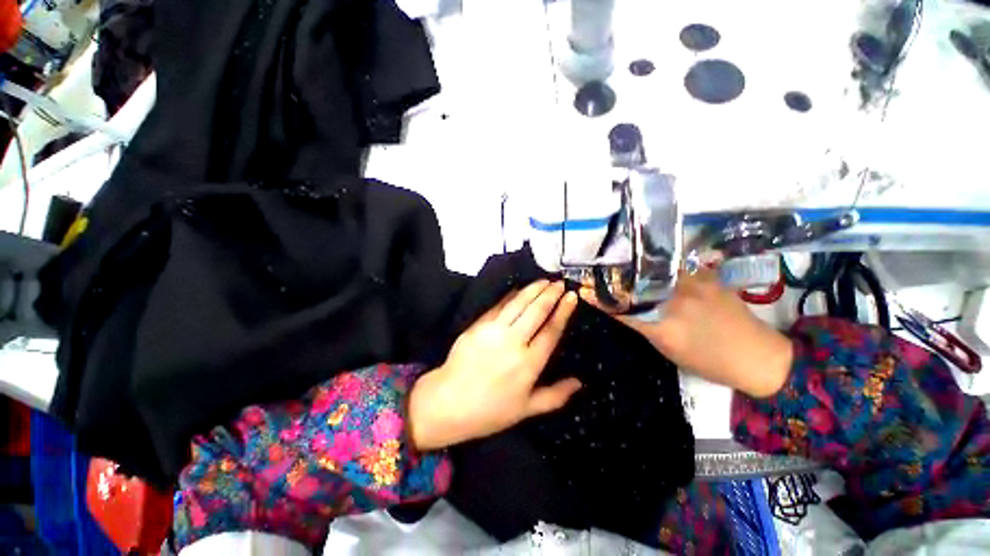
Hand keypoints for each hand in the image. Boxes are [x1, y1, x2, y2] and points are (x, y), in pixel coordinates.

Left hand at [409, 280, 581, 450]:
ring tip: (544, 280)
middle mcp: (514, 342)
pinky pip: (498, 306)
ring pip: (518, 304)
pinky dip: (511, 295)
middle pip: (536, 311)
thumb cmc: (490, 411)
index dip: (563, 311)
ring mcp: (493, 331)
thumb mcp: (526, 409)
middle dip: (550, 294)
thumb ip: (555, 396)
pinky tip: (519, 289)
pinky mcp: (478, 325)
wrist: (448, 402)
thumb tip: (579, 383)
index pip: (551, 330)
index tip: (572, 297)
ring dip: (533, 290)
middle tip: (560, 283)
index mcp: (529, 363)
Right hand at [581, 269, 792, 397]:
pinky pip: (675, 265)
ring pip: (654, 269)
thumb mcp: (668, 348)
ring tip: (623, 265)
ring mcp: (694, 284)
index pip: (621, 306)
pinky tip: (654, 266)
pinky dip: (660, 265)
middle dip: (615, 276)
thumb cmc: (709, 361)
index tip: (585, 289)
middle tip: (601, 272)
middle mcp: (676, 300)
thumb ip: (644, 324)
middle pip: (635, 282)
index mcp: (663, 325)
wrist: (757, 355)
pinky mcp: (707, 275)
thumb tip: (623, 307)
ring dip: (636, 268)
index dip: (600, 297)